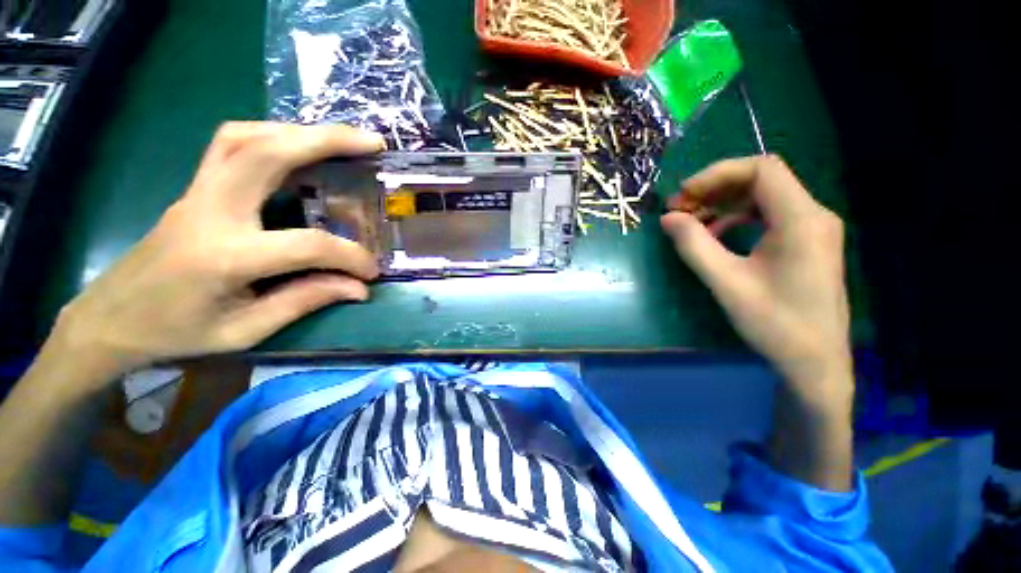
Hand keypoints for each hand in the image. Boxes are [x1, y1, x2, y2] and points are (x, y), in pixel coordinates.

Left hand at [52, 122, 384, 381]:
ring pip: (246, 136)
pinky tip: (296, 148)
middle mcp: (210, 210)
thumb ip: (305, 301)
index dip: (349, 257)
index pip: (307, 245)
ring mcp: (198, 192)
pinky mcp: (196, 189)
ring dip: (298, 132)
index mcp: (224, 256)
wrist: (111, 318)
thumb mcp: (244, 331)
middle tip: (372, 143)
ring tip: (339, 140)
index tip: (371, 271)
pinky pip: (232, 144)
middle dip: (327, 141)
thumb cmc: (176, 333)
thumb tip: (358, 288)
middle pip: (268, 153)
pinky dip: (271, 136)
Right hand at [661, 156, 851, 394]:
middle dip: (716, 188)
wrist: (815, 362)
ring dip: (724, 203)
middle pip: (762, 180)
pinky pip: (768, 216)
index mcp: (801, 220)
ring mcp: (812, 228)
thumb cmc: (775, 323)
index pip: (761, 169)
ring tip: (692, 222)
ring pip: (763, 197)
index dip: (717, 174)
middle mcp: (813, 215)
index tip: (683, 195)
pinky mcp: (806, 242)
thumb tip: (667, 218)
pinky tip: (716, 235)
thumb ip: (694, 246)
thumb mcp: (726, 283)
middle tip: (681, 208)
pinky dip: (737, 218)